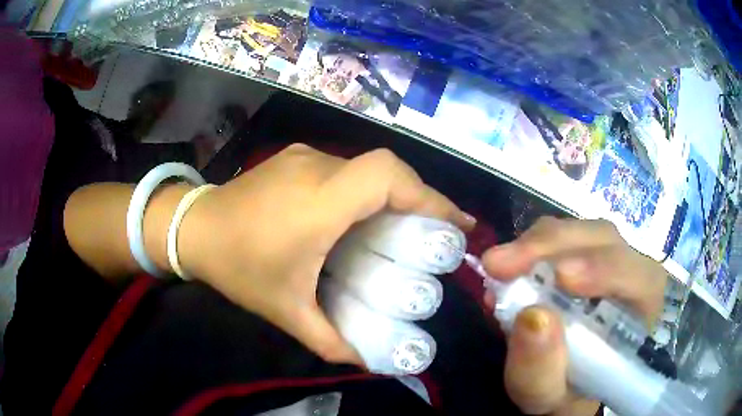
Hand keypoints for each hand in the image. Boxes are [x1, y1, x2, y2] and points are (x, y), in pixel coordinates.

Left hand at [178, 144, 474, 363]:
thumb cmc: (237, 266)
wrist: (192, 227)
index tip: (455, 223)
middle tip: (434, 233)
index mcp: (318, 203)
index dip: (428, 194)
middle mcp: (317, 168)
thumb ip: (330, 340)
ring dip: (391, 194)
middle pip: (386, 170)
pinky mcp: (295, 157)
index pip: (387, 177)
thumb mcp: (286, 310)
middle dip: (419, 198)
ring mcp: (304, 157)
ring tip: (401, 228)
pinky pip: (345, 168)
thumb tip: (368, 362)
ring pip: (366, 168)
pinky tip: (357, 217)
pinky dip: (365, 189)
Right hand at [482, 217, 666, 415]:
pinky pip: (557, 236)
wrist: (560, 381)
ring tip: (498, 268)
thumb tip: (532, 316)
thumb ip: (542, 370)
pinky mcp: (579, 252)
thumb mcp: (546, 395)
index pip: (639, 277)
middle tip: (501, 265)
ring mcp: (604, 257)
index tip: (560, 277)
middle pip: (603, 240)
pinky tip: (506, 269)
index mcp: (642, 312)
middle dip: (554, 247)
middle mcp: (630, 273)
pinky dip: (528, 248)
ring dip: (536, 245)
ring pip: (577, 231)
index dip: (604, 269)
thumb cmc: (563, 392)